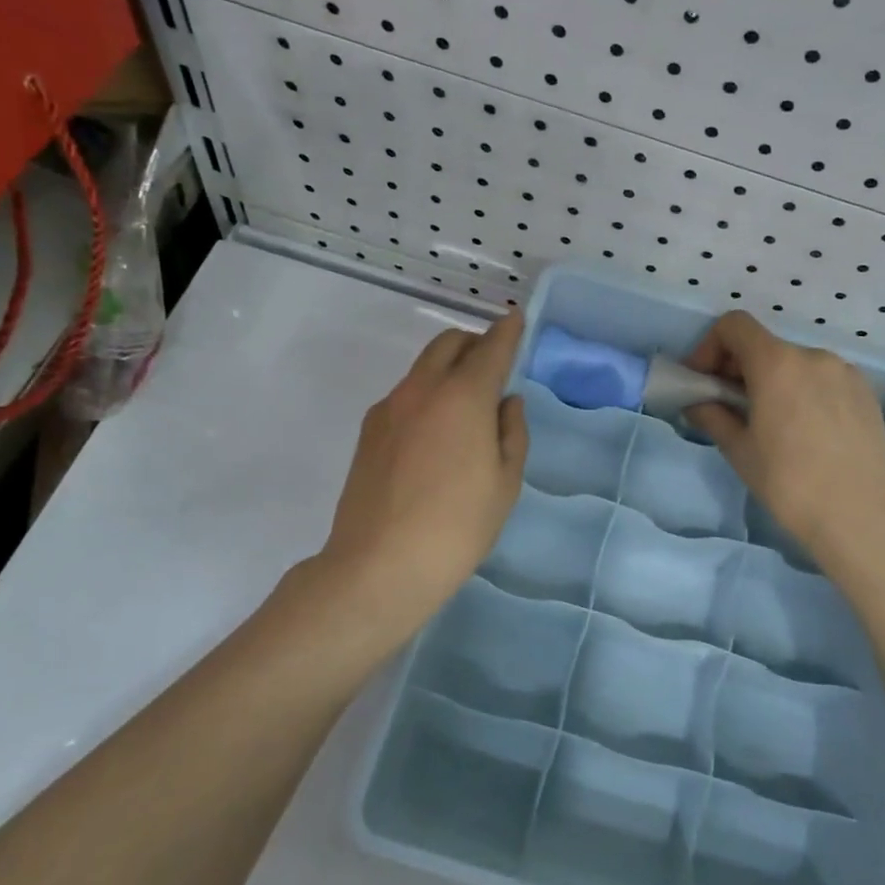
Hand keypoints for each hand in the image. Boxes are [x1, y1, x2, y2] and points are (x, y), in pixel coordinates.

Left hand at [319, 312, 527, 622]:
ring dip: (448, 368)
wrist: (379, 566)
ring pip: (423, 368)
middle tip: (494, 366)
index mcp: (464, 396)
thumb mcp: (505, 483)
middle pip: (449, 343)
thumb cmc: (457, 527)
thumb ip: (511, 432)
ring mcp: (389, 408)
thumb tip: (506, 402)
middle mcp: (422, 389)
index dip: (508, 331)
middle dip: (475, 344)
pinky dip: (426, 394)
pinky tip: (434, 434)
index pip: (491, 348)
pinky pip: (405, 394)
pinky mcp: (368, 431)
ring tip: (465, 405)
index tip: (516, 319)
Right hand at [684, 312, 884, 568]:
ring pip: (795, 363)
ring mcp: (845, 372)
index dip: (710, 346)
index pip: (734, 325)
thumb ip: (712, 415)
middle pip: (764, 345)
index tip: (705, 381)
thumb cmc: (788, 482)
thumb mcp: (739, 450)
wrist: (857, 516)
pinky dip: (803, 391)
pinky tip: (805, 430)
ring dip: (772, 381)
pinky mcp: (866, 392)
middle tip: (730, 406)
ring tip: (770, 422)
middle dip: (739, 368)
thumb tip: (697, 404)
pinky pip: (823, 379)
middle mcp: (813, 356)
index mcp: (777, 363)